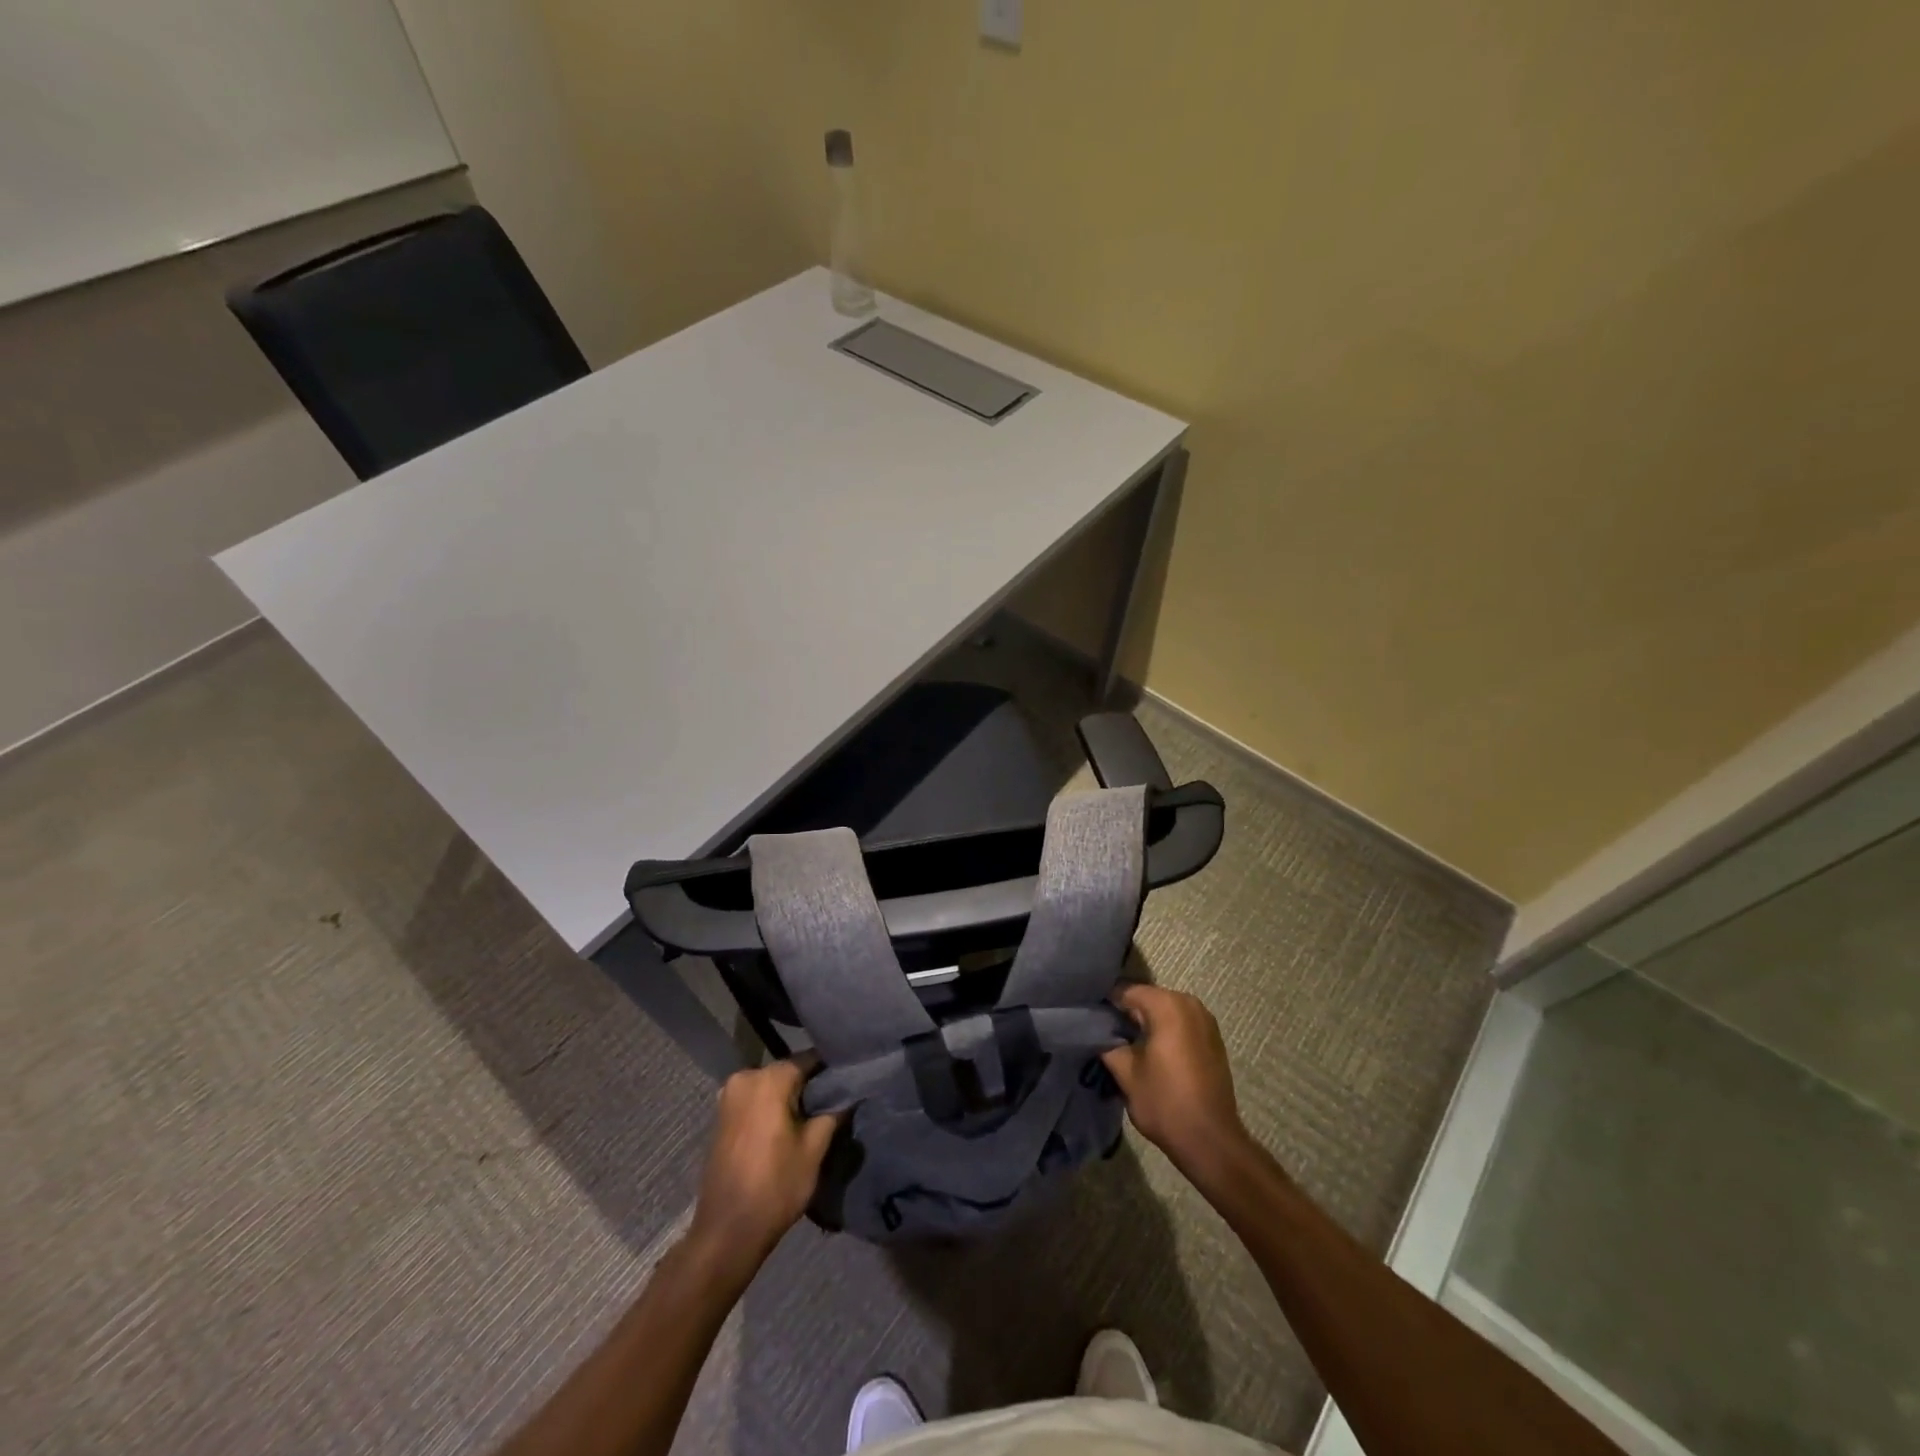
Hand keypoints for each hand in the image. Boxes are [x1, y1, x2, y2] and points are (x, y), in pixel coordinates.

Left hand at [686, 1060, 837, 1283]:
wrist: (727, 1232)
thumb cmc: (775, 1186)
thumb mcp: (814, 1149)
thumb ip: (834, 1112)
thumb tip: (850, 1092)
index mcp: (768, 1079)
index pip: (809, 1059)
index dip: (831, 1070)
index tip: (850, 1081)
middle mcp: (744, 1077)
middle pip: (788, 1071)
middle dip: (810, 1085)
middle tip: (835, 1101)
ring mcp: (729, 1096)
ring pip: (771, 1086)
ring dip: (791, 1097)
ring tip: (815, 1116)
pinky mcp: (722, 1116)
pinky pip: (756, 1100)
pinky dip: (772, 1107)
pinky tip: (789, 1126)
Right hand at [1101, 984, 1247, 1176]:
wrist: (1210, 1140)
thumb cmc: (1165, 1102)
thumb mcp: (1125, 1072)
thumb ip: (1107, 1043)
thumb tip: (1096, 1031)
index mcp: (1167, 1005)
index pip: (1125, 991)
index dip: (1105, 1004)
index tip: (1089, 1020)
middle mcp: (1189, 1003)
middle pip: (1147, 998)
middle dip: (1126, 1013)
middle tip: (1105, 1033)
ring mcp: (1205, 1020)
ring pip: (1164, 1010)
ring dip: (1146, 1023)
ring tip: (1126, 1044)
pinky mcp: (1213, 1038)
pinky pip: (1180, 1023)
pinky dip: (1165, 1031)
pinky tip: (1152, 1053)